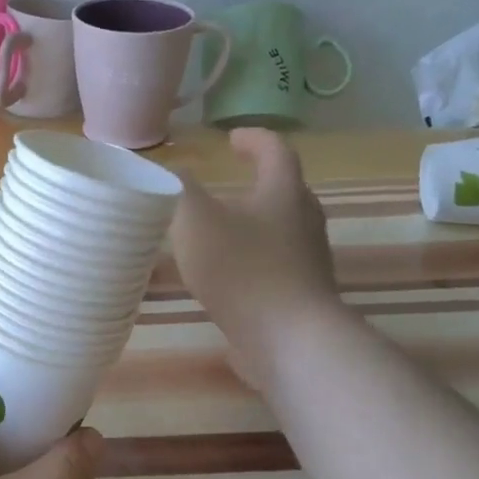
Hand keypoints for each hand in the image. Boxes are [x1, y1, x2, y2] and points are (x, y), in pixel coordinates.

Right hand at [170, 128, 342, 388]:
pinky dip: (253, 262)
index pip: (276, 152)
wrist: (289, 340)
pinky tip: (225, 278)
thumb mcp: (195, 220)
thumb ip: (178, 190)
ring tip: (220, 231)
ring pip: (283, 232)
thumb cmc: (242, 269)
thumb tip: (170, 170)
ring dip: (255, 225)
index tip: (231, 138)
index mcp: (283, 194)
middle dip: (259, 183)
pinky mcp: (301, 297)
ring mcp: (308, 263)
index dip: (254, 139)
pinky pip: (277, 268)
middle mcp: (304, 223)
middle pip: (287, 192)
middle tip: (229, 184)